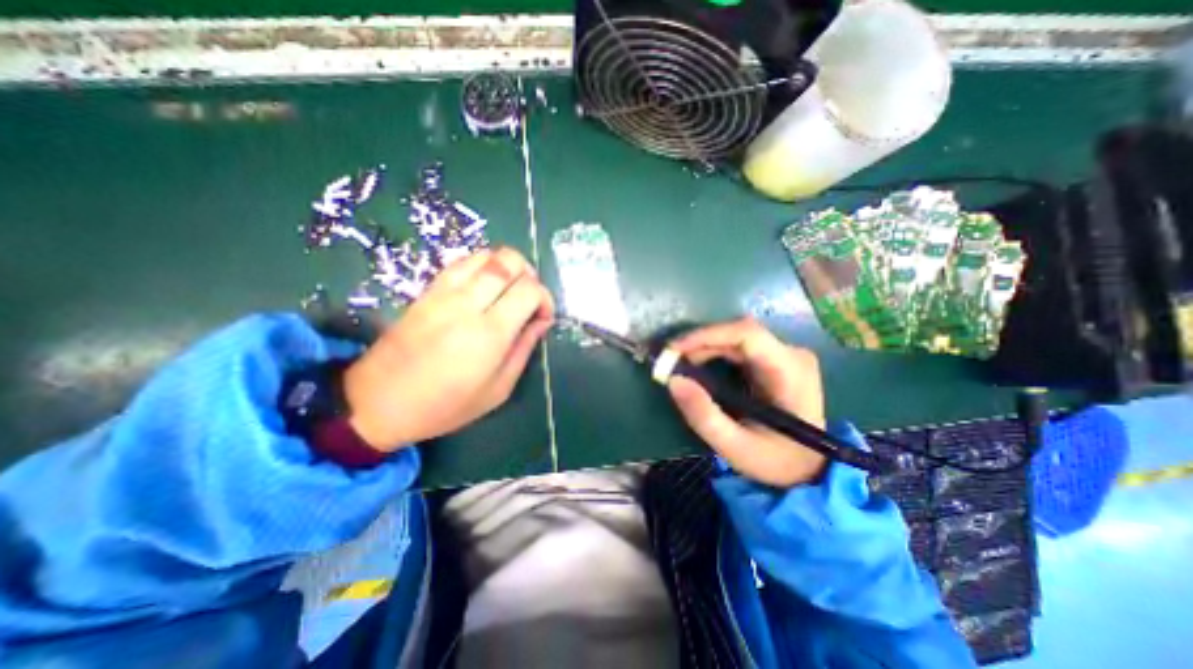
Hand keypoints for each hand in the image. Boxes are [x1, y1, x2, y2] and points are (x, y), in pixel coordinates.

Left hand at [342, 249, 552, 452]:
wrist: (378, 402)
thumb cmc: (445, 405)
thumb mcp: (497, 390)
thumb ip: (523, 349)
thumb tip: (541, 322)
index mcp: (489, 332)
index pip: (529, 289)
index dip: (545, 298)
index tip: (543, 317)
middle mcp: (468, 303)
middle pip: (510, 261)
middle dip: (530, 275)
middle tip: (528, 300)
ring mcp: (444, 292)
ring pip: (486, 254)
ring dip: (506, 267)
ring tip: (508, 292)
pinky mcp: (427, 290)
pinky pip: (462, 262)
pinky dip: (483, 267)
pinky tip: (484, 289)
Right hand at [668, 319, 825, 486]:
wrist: (807, 469)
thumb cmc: (776, 461)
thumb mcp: (735, 447)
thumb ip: (704, 416)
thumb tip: (673, 380)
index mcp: (791, 371)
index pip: (747, 334)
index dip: (707, 335)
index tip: (675, 349)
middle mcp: (791, 354)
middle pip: (738, 333)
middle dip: (700, 343)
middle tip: (671, 361)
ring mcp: (784, 355)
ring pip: (736, 337)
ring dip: (704, 347)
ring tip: (681, 365)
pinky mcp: (775, 359)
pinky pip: (738, 346)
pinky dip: (713, 353)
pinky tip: (699, 367)